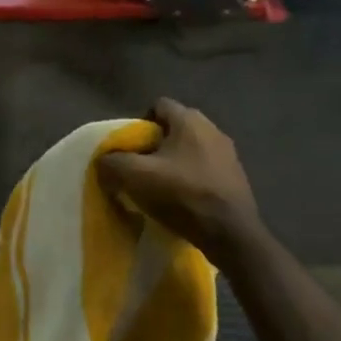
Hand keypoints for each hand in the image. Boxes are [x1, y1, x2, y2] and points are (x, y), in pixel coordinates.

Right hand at [97, 99, 261, 263]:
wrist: (230, 234)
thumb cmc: (183, 195)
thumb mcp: (135, 177)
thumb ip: (112, 163)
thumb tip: (104, 162)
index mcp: (190, 120)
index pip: (158, 106)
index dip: (139, 124)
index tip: (129, 149)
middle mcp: (213, 130)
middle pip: (174, 129)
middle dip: (154, 146)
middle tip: (140, 168)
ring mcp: (228, 154)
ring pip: (190, 151)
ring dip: (173, 164)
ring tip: (159, 187)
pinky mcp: (236, 178)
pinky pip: (204, 170)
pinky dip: (190, 180)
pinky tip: (181, 201)